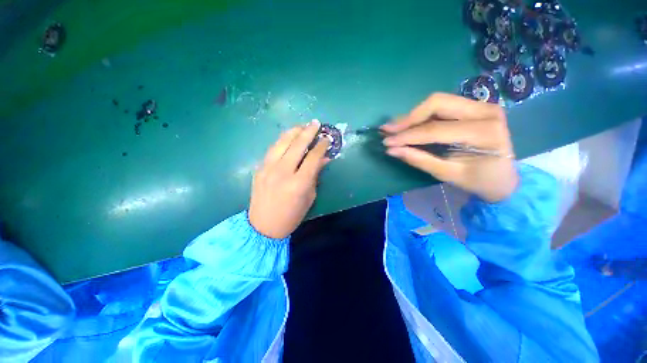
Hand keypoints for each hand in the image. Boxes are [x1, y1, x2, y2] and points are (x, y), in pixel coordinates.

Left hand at [249, 120, 329, 238]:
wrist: (264, 226)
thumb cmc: (292, 215)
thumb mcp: (309, 197)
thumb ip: (315, 175)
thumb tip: (324, 158)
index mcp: (299, 183)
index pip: (313, 157)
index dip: (322, 146)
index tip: (327, 138)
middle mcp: (283, 172)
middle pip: (297, 145)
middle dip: (309, 131)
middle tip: (316, 124)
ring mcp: (268, 168)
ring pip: (282, 142)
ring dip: (294, 132)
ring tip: (302, 126)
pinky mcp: (259, 168)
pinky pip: (272, 149)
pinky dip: (282, 141)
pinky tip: (288, 137)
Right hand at [381, 93, 517, 201]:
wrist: (504, 179)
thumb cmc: (479, 181)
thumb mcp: (448, 174)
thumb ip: (419, 160)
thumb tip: (392, 150)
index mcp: (484, 132)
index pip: (435, 129)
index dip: (407, 135)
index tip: (387, 142)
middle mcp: (485, 111)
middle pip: (437, 103)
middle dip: (408, 118)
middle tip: (388, 131)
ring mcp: (481, 105)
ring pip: (437, 102)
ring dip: (413, 116)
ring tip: (394, 128)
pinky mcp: (474, 107)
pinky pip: (442, 106)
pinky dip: (422, 116)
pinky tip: (408, 125)